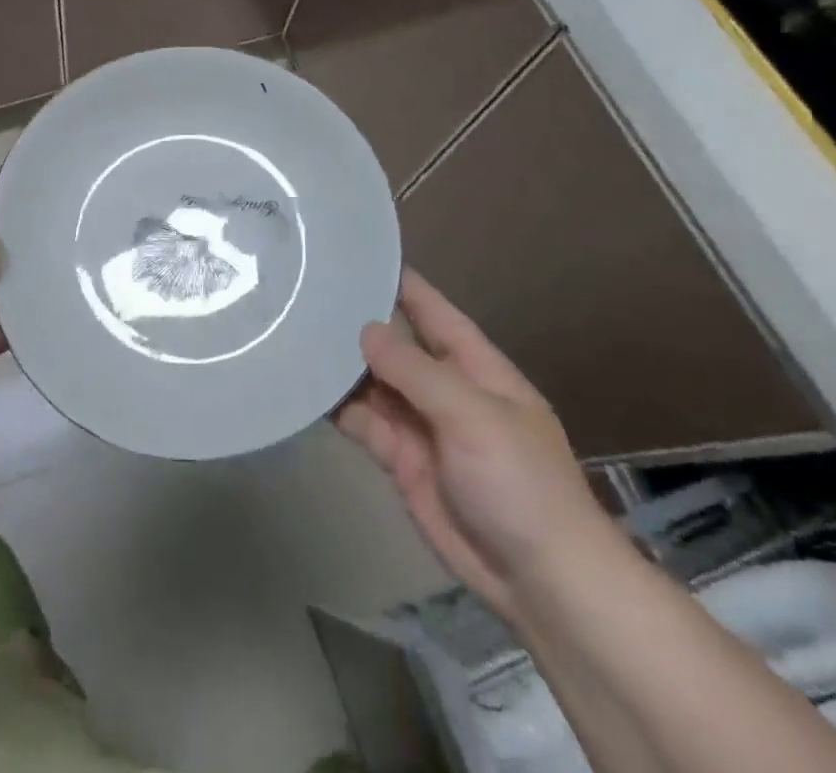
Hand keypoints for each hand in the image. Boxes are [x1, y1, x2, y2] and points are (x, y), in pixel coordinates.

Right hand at [337, 270, 617, 626]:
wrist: (542, 582)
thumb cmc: (520, 482)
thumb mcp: (472, 414)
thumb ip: (416, 370)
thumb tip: (365, 330)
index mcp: (473, 365)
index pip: (431, 309)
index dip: (398, 281)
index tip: (354, 253)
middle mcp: (443, 386)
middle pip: (394, 344)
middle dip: (356, 321)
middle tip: (302, 291)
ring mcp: (420, 423)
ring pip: (372, 381)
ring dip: (340, 364)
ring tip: (293, 333)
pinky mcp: (400, 458)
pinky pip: (363, 422)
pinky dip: (337, 407)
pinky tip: (304, 388)